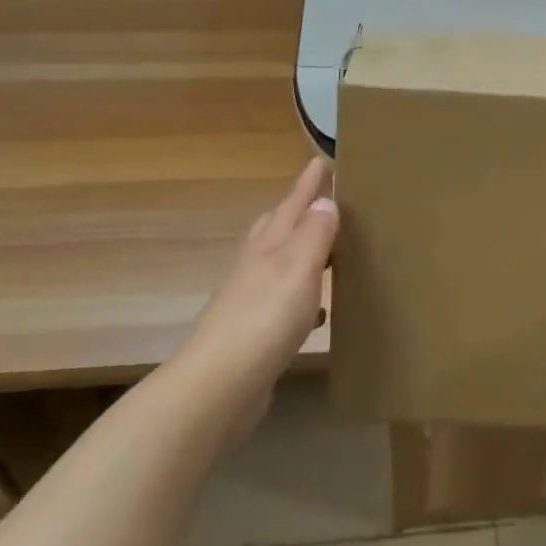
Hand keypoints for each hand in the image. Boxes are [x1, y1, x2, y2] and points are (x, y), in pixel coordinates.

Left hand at [175, 157, 337, 437]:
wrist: (219, 386)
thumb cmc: (264, 318)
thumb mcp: (298, 267)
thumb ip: (314, 234)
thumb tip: (325, 201)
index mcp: (268, 246)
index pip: (292, 204)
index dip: (308, 184)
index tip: (322, 160)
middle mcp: (257, 266)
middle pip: (277, 228)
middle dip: (297, 211)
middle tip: (320, 197)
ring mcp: (252, 300)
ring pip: (280, 264)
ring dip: (302, 252)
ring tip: (327, 248)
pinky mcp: (255, 333)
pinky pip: (285, 302)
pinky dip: (303, 297)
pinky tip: (318, 311)